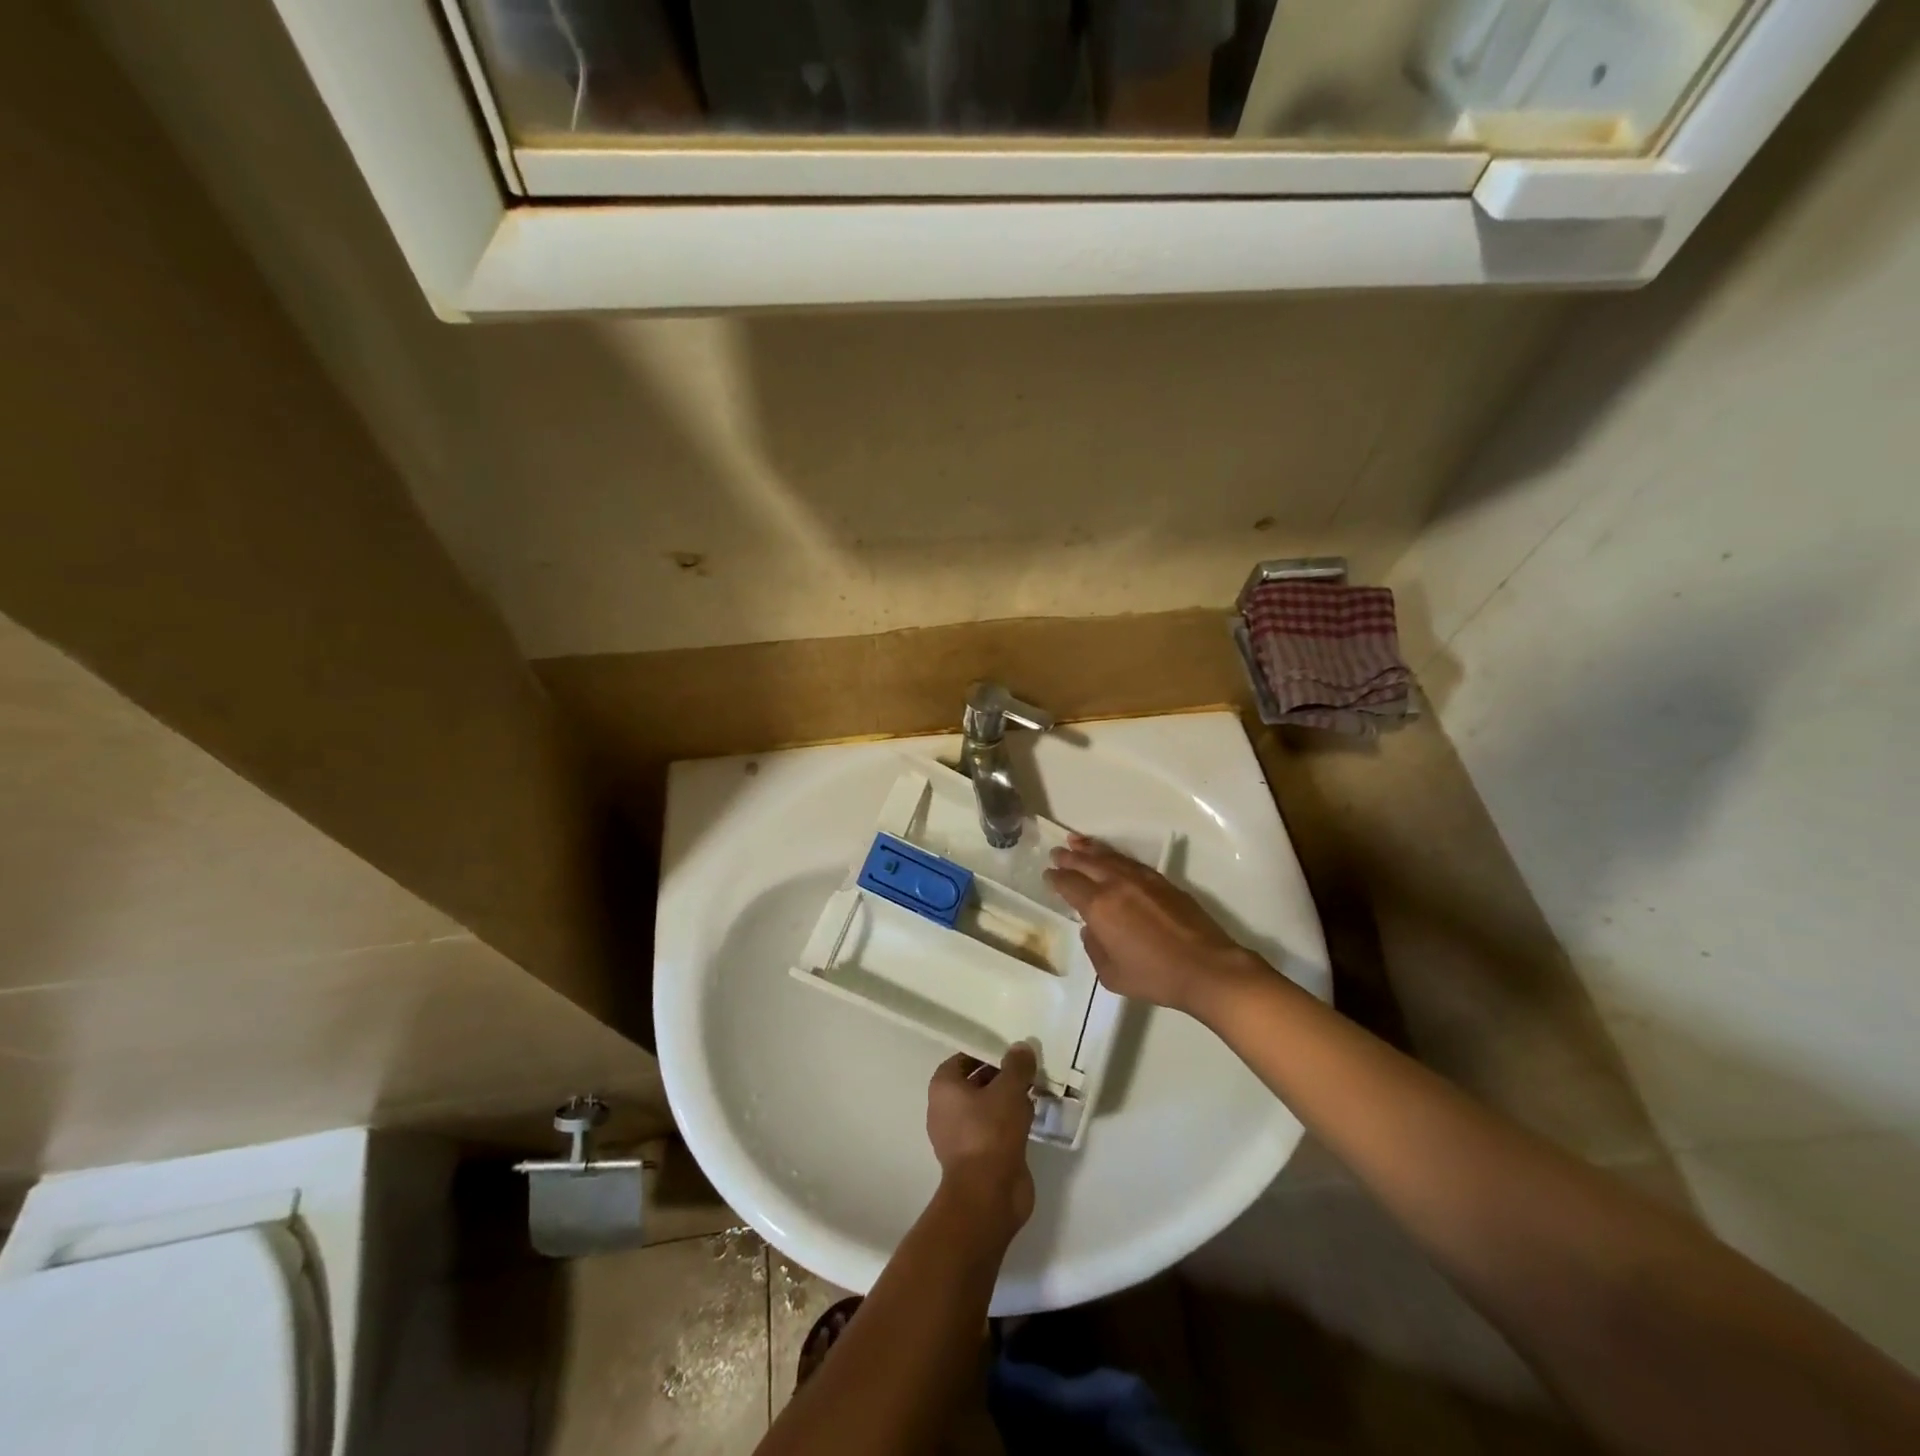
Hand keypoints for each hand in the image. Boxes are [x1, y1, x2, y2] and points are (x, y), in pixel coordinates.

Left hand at [926, 1045, 1037, 1238]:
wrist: (988, 1194)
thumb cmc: (990, 1131)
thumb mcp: (1009, 1089)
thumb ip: (1017, 1066)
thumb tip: (1021, 1047)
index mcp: (944, 1088)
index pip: (962, 1059)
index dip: (986, 1052)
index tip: (1010, 1051)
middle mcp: (946, 1110)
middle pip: (975, 1083)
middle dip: (1001, 1076)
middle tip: (1027, 1069)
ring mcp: (960, 1137)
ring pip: (986, 1108)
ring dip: (1008, 1100)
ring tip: (1034, 1091)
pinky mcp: (977, 1158)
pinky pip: (994, 1130)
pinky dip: (1010, 1123)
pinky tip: (1031, 1118)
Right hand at [1045, 834, 1266, 1018]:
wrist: (1205, 968)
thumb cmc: (1155, 977)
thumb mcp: (1111, 975)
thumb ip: (1094, 948)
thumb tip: (1092, 929)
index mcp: (1099, 907)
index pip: (1070, 884)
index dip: (1056, 878)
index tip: (1048, 874)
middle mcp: (1117, 885)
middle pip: (1087, 863)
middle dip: (1069, 857)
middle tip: (1057, 852)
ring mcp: (1142, 880)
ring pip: (1110, 857)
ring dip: (1091, 849)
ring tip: (1077, 841)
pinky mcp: (1163, 882)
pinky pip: (1131, 862)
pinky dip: (1115, 856)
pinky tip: (1112, 857)